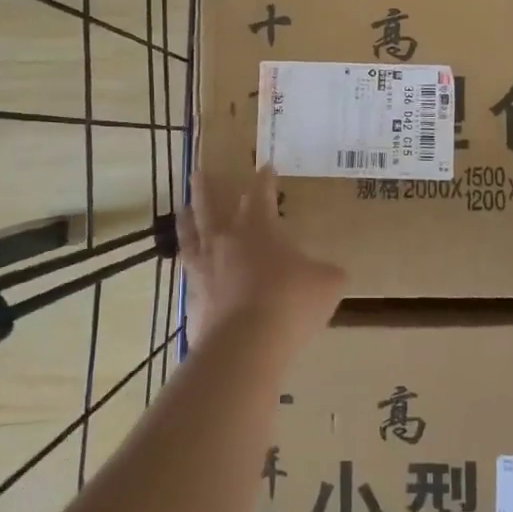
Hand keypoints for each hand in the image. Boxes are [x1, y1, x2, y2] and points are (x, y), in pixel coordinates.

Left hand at [177, 166, 344, 347]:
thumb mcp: (328, 283)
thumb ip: (327, 272)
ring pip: (191, 233)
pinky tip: (189, 263)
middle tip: (200, 172)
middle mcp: (226, 240)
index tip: (266, 166)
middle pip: (212, 205)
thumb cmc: (291, 302)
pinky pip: (188, 270)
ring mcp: (204, 268)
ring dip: (188, 218)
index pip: (261, 194)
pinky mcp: (193, 297)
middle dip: (209, 188)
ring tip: (184, 208)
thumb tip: (327, 272)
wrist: (246, 345)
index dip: (265, 179)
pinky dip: (188, 261)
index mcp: (259, 227)